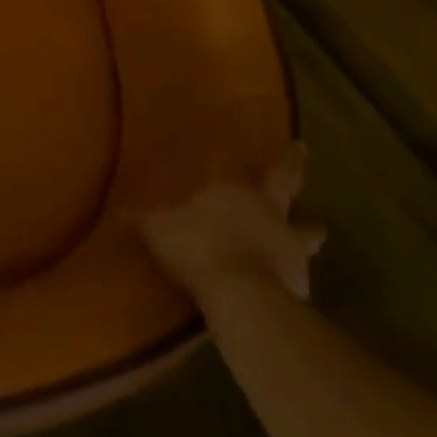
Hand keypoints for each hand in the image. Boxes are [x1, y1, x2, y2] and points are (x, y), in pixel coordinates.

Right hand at [140, 145, 326, 306]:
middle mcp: (269, 211)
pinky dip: (295, 274)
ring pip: (306, 232)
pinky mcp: (298, 283)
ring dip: (310, 230)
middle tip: (304, 153)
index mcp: (238, 191)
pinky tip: (292, 282)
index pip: (253, 164)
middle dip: (294, 167)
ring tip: (318, 230)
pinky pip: (297, 273)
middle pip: (287, 183)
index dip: (273, 153)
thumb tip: (117, 210)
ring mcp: (289, 246)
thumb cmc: (198, 247)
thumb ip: (142, 219)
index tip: (291, 141)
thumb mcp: (159, 230)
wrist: (240, 295)